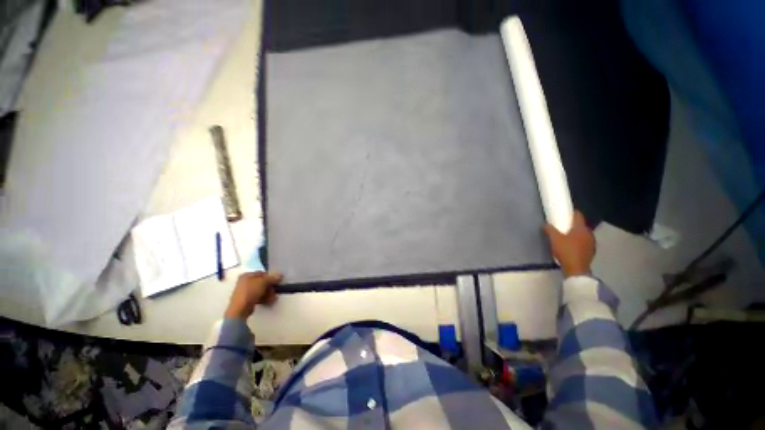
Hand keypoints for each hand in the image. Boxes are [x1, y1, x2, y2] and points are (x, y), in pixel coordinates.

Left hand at [224, 272, 282, 319]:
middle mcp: (245, 282)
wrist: (240, 309)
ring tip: (273, 297)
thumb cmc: (250, 291)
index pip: (262, 273)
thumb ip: (272, 278)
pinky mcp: (247, 300)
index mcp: (246, 275)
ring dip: (268, 293)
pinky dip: (264, 298)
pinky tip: (270, 301)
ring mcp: (245, 292)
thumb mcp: (263, 282)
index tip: (276, 281)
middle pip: (262, 282)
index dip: (270, 277)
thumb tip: (280, 275)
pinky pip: (258, 296)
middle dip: (270, 287)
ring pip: (260, 290)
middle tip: (275, 290)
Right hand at [543, 211, 595, 277]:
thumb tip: (545, 224)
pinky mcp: (591, 252)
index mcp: (581, 228)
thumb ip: (549, 229)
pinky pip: (584, 243)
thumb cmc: (566, 250)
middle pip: (581, 225)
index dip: (572, 212)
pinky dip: (578, 242)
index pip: (578, 215)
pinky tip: (571, 246)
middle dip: (573, 224)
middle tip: (563, 225)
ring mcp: (592, 243)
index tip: (566, 211)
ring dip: (576, 234)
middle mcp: (589, 233)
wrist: (576, 269)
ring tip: (566, 236)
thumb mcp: (554, 238)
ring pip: (583, 234)